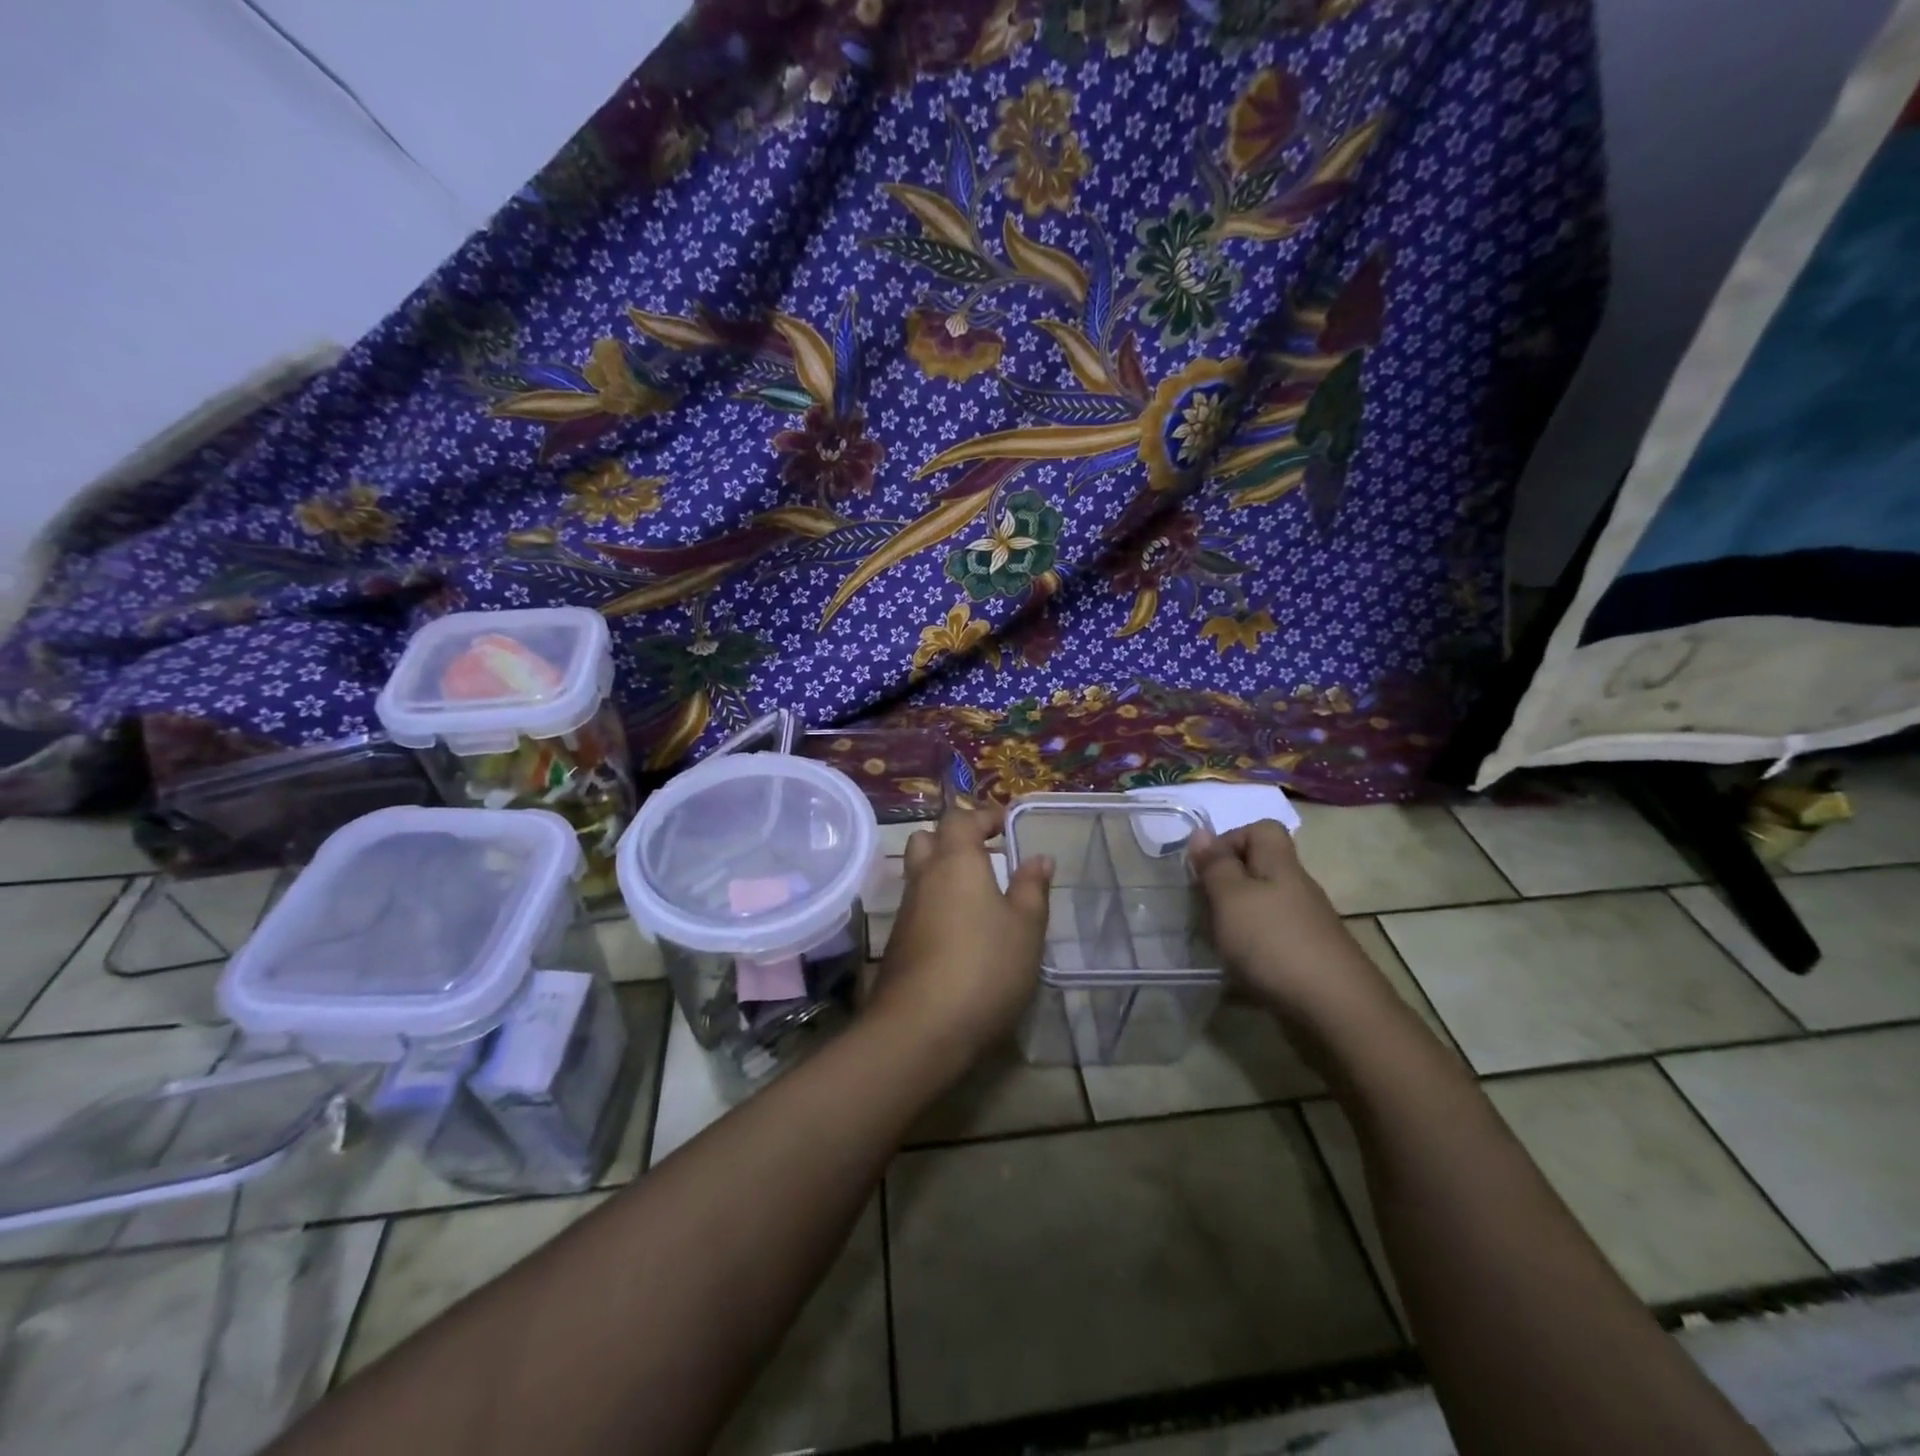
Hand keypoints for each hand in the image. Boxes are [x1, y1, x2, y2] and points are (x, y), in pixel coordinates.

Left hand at [867, 803, 1051, 1068]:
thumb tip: (1038, 858)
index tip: (1005, 824)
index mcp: (956, 862)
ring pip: (919, 873)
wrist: (920, 1028)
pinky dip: (936, 903)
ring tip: (979, 894)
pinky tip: (960, 931)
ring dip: (943, 872)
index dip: (983, 816)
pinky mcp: (898, 942)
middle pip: (927, 839)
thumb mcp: (1025, 930)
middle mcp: (924, 877)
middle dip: (953, 839)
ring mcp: (906, 911)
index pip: (961, 819)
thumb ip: (1031, 889)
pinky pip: (917, 905)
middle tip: (985, 855)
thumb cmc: (984, 968)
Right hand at [1187, 820, 1384, 1020]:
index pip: (1262, 830)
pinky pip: (1272, 941)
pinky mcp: (1309, 959)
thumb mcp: (1231, 898)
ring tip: (1217, 942)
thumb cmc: (1274, 943)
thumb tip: (1201, 832)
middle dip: (1227, 885)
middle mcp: (1297, 889)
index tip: (1206, 868)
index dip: (1231, 839)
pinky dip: (1252, 951)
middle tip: (1204, 908)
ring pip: (1264, 907)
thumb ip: (1214, 866)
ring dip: (1237, 920)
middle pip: (1261, 869)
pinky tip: (1240, 972)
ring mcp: (1307, 926)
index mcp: (1280, 866)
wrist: (1337, 1012)